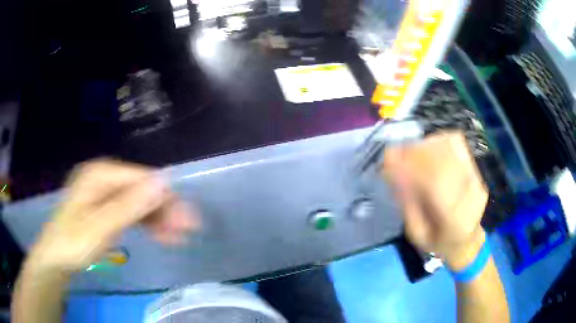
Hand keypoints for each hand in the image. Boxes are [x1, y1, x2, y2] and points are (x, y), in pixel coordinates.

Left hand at [27, 159, 199, 273]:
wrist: (56, 257)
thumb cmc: (73, 243)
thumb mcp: (100, 227)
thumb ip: (128, 205)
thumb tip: (162, 182)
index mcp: (101, 174)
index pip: (141, 179)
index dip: (166, 198)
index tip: (187, 221)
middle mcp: (104, 177)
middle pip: (141, 189)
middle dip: (164, 210)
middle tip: (186, 231)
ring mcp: (105, 192)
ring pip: (138, 201)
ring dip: (157, 218)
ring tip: (176, 237)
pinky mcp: (105, 207)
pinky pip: (129, 211)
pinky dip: (145, 222)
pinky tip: (160, 234)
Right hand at [382, 131, 487, 269]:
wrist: (468, 242)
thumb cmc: (439, 243)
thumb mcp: (417, 233)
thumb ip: (408, 202)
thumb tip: (392, 171)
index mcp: (455, 219)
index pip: (435, 181)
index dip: (411, 163)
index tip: (389, 156)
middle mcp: (470, 194)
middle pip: (443, 159)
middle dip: (415, 151)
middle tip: (396, 153)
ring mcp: (476, 180)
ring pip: (450, 147)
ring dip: (426, 145)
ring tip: (410, 152)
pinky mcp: (477, 171)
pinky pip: (457, 145)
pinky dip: (439, 142)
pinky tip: (428, 149)